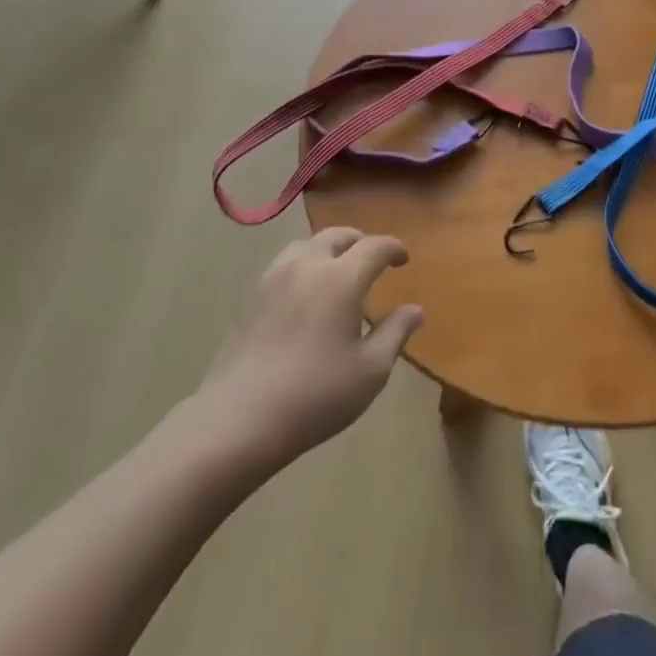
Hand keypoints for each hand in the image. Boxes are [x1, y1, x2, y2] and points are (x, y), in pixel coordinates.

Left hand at [194, 228, 423, 472]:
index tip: (403, 259)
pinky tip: (306, 292)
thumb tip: (415, 309)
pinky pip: (285, 264)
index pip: (374, 246)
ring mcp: (274, 279)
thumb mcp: (371, 370)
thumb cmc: (316, 395)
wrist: (240, 419)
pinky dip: (304, 265)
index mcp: (341, 279)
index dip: (393, 248)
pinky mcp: (251, 297)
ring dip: (329, 249)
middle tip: (373, 259)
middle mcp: (307, 266)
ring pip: (306, 245)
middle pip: (337, 236)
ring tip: (338, 270)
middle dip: (360, 241)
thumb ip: (395, 333)